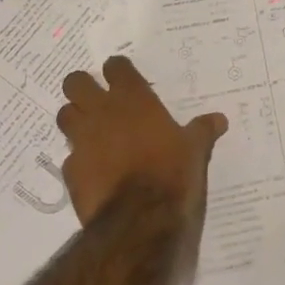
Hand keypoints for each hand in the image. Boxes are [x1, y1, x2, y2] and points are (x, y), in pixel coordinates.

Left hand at [55, 56, 227, 225]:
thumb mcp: (195, 149)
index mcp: (134, 99)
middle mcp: (103, 112)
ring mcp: (82, 141)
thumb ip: (202, 130)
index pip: (116, 67)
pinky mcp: (71, 170)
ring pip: (64, 115)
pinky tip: (92, 169)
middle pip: (75, 83)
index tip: (123, 76)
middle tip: (96, 98)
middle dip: (82, 87)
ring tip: (89, 129)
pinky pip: (69, 156)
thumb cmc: (171, 171)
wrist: (140, 217)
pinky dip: (78, 159)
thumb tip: (220, 119)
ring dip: (74, 119)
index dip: (117, 70)